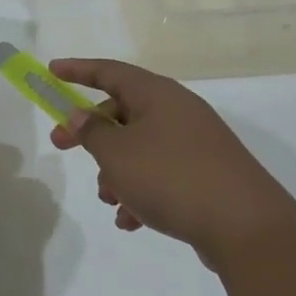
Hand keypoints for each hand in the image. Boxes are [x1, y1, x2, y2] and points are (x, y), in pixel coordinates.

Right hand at [47, 58, 295, 269]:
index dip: (78, 70)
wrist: (244, 226)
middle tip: (61, 145)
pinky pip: (160, 176)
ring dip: (116, 172)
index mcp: (158, 95)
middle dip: (91, 133)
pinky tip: (132, 221)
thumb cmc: (170, 177)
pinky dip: (140, 193)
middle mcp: (178, 112)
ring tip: (110, 200)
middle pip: (122, 112)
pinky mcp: (204, 176)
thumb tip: (81, 114)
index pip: (110, 71)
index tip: (51, 71)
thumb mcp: (117, 153)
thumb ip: (92, 131)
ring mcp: (194, 145)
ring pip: (139, 149)